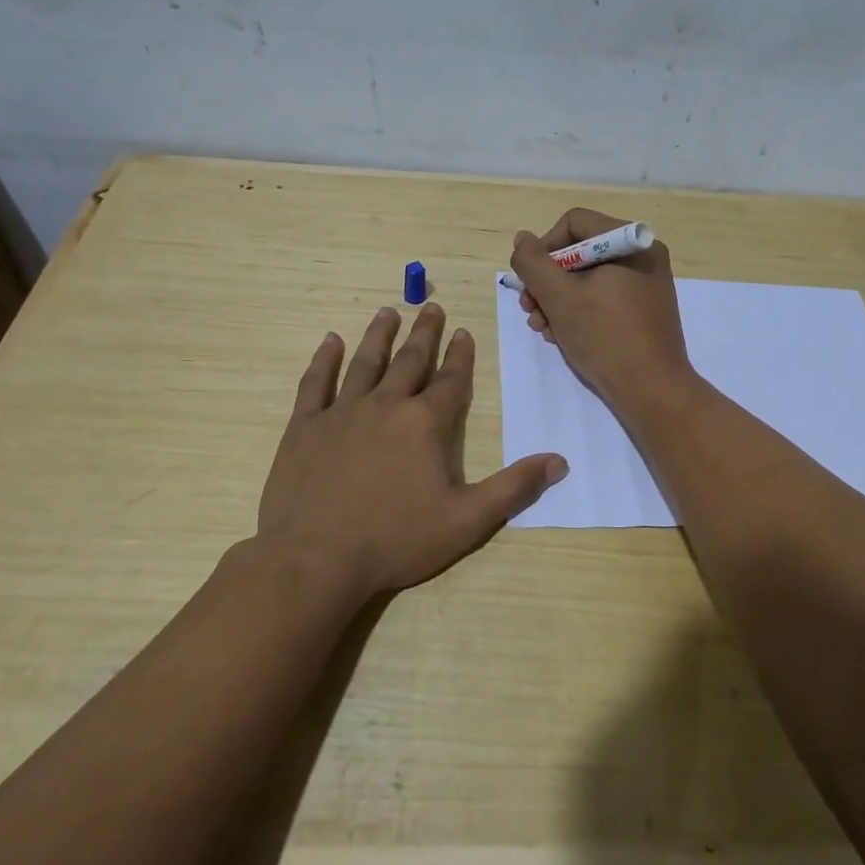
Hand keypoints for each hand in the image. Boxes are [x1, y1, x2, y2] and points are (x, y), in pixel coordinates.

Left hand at [257, 303, 567, 598]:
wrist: (315, 559)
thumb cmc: (396, 540)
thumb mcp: (467, 521)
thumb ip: (513, 488)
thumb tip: (558, 462)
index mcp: (425, 424)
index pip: (450, 380)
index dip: (460, 355)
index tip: (463, 331)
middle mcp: (386, 406)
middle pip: (410, 360)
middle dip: (424, 332)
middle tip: (431, 306)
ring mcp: (342, 412)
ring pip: (366, 363)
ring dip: (379, 335)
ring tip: (388, 312)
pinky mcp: (305, 426)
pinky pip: (316, 383)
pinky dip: (324, 360)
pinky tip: (330, 341)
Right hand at [511, 208, 692, 410]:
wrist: (652, 390)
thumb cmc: (604, 337)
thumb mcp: (558, 297)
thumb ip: (533, 263)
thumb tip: (523, 239)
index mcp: (630, 243)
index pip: (574, 223)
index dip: (544, 248)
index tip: (530, 280)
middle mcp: (642, 256)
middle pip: (579, 252)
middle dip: (547, 282)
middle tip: (529, 309)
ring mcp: (645, 284)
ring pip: (588, 278)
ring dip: (557, 300)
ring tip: (542, 328)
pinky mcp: (643, 310)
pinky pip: (603, 297)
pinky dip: (579, 311)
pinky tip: (562, 336)